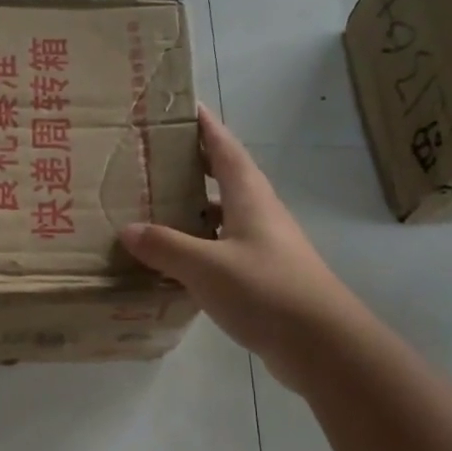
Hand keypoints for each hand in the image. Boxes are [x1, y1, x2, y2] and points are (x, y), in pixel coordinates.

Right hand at [120, 107, 357, 391]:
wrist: (323, 345)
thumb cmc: (267, 290)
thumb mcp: (206, 266)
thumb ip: (165, 246)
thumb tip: (128, 230)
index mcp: (249, 196)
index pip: (224, 147)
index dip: (204, 125)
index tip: (181, 105)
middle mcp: (258, 213)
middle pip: (222, 177)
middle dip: (190, 164)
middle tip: (150, 157)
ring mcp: (262, 246)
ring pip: (220, 215)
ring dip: (191, 208)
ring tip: (151, 205)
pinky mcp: (261, 276)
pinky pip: (221, 249)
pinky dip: (196, 246)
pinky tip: (172, 260)